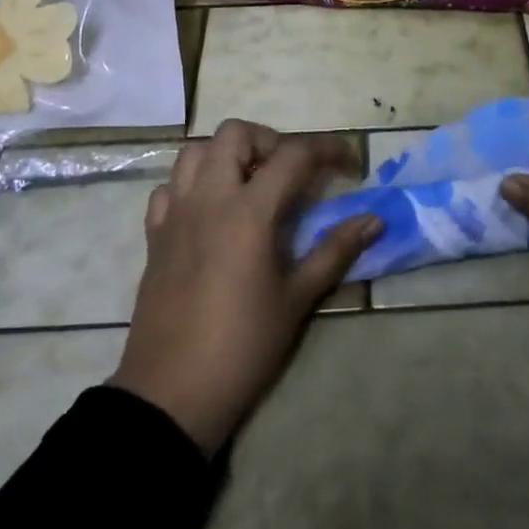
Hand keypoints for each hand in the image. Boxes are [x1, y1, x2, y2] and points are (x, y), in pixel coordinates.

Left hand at [110, 119, 380, 454]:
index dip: (327, 149)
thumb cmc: (243, 346)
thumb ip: (335, 251)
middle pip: (235, 133)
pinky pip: (168, 188)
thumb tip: (374, 220)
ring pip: (195, 152)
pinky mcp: (154, 236)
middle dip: (269, 141)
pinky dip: (191, 185)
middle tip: (290, 174)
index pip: (293, 154)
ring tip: (250, 186)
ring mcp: (175, 214)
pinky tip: (210, 212)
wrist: (172, 395)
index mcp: (248, 211)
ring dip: (226, 155)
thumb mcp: (297, 299)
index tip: (348, 163)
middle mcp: (208, 198)